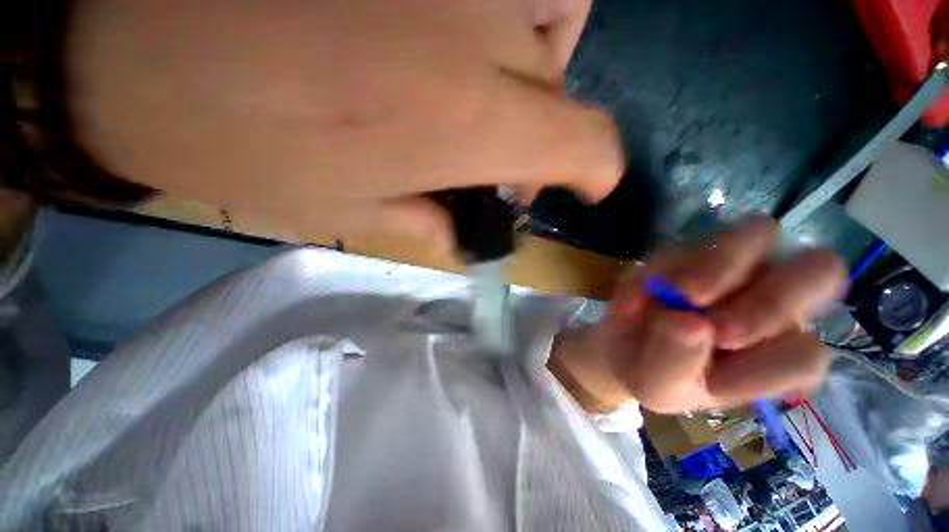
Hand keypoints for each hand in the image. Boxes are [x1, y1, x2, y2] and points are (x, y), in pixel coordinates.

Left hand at [66, 0, 616, 248]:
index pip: (584, 143)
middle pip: (560, 87)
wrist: (118, 35)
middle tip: (490, 157)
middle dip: (537, 131)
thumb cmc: (229, 134)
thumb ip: (433, 219)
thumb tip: (474, 230)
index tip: (590, 187)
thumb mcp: (349, 207)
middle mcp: (484, 30)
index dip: (598, 170)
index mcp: (464, 119)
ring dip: (530, 64)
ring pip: (551, 14)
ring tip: (475, 87)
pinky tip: (447, 30)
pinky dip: (504, 12)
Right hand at [551, 217, 847, 413]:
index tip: (718, 346)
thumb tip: (690, 323)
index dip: (772, 353)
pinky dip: (666, 265)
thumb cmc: (650, 373)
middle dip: (767, 297)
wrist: (621, 344)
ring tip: (676, 293)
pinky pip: (692, 244)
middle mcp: (773, 307)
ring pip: (760, 236)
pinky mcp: (691, 251)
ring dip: (716, 268)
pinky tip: (644, 289)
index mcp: (776, 356)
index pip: (808, 355)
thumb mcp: (656, 385)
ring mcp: (734, 269)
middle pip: (820, 272)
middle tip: (711, 317)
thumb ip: (675, 363)